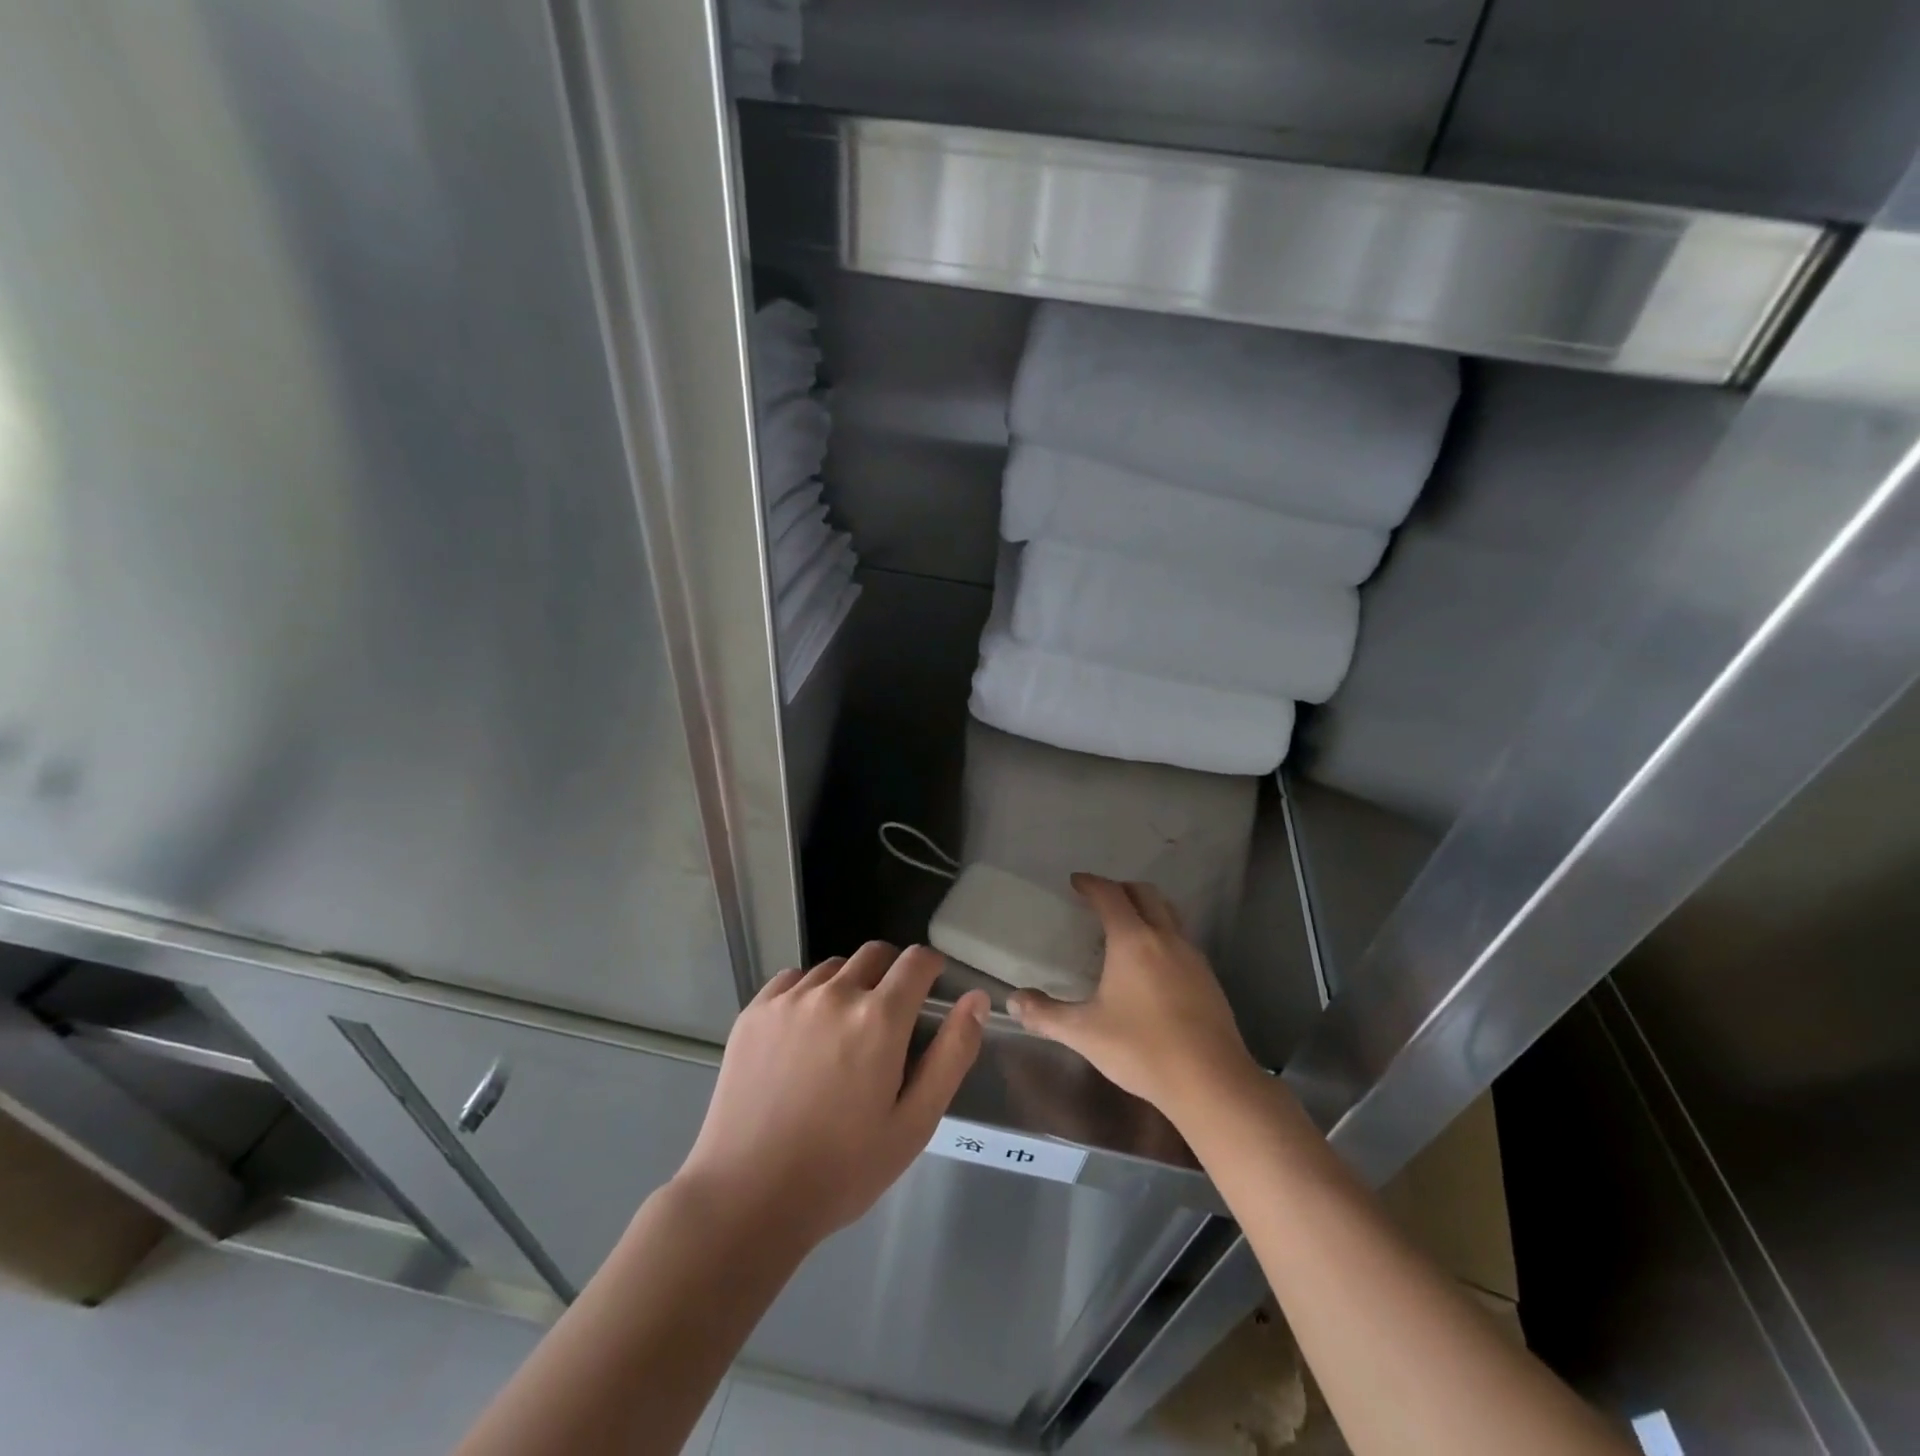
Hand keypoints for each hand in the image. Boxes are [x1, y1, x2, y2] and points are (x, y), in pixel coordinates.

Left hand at [678, 942, 988, 1247]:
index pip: (917, 960)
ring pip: (834, 967)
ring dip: (850, 984)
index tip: (932, 987)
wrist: (747, 1198)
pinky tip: (805, 1033)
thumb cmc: (842, 1169)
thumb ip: (952, 1054)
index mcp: (879, 1018)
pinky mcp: (755, 1011)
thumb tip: (975, 999)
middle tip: (890, 1019)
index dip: (932, 967)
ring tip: (844, 1032)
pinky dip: (809, 993)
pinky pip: (793, 979)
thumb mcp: (915, 1123)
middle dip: (893, 973)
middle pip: (875, 954)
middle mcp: (835, 993)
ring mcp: (790, 999)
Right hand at [1008, 875, 1258, 1116]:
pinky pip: (1182, 940)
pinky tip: (1153, 965)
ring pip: (1169, 914)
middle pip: (1145, 894)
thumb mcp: (1084, 1033)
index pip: (1110, 895)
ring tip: (1127, 926)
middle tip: (1100, 899)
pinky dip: (1163, 935)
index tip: (1076, 882)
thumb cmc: (1142, 1049)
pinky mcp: (1209, 979)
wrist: (1211, 1082)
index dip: (1091, 884)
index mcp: (1133, 940)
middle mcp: (1165, 938)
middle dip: (1120, 888)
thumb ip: (1046, 1014)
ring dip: (1147, 908)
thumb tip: (1013, 1001)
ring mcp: (1192, 957)